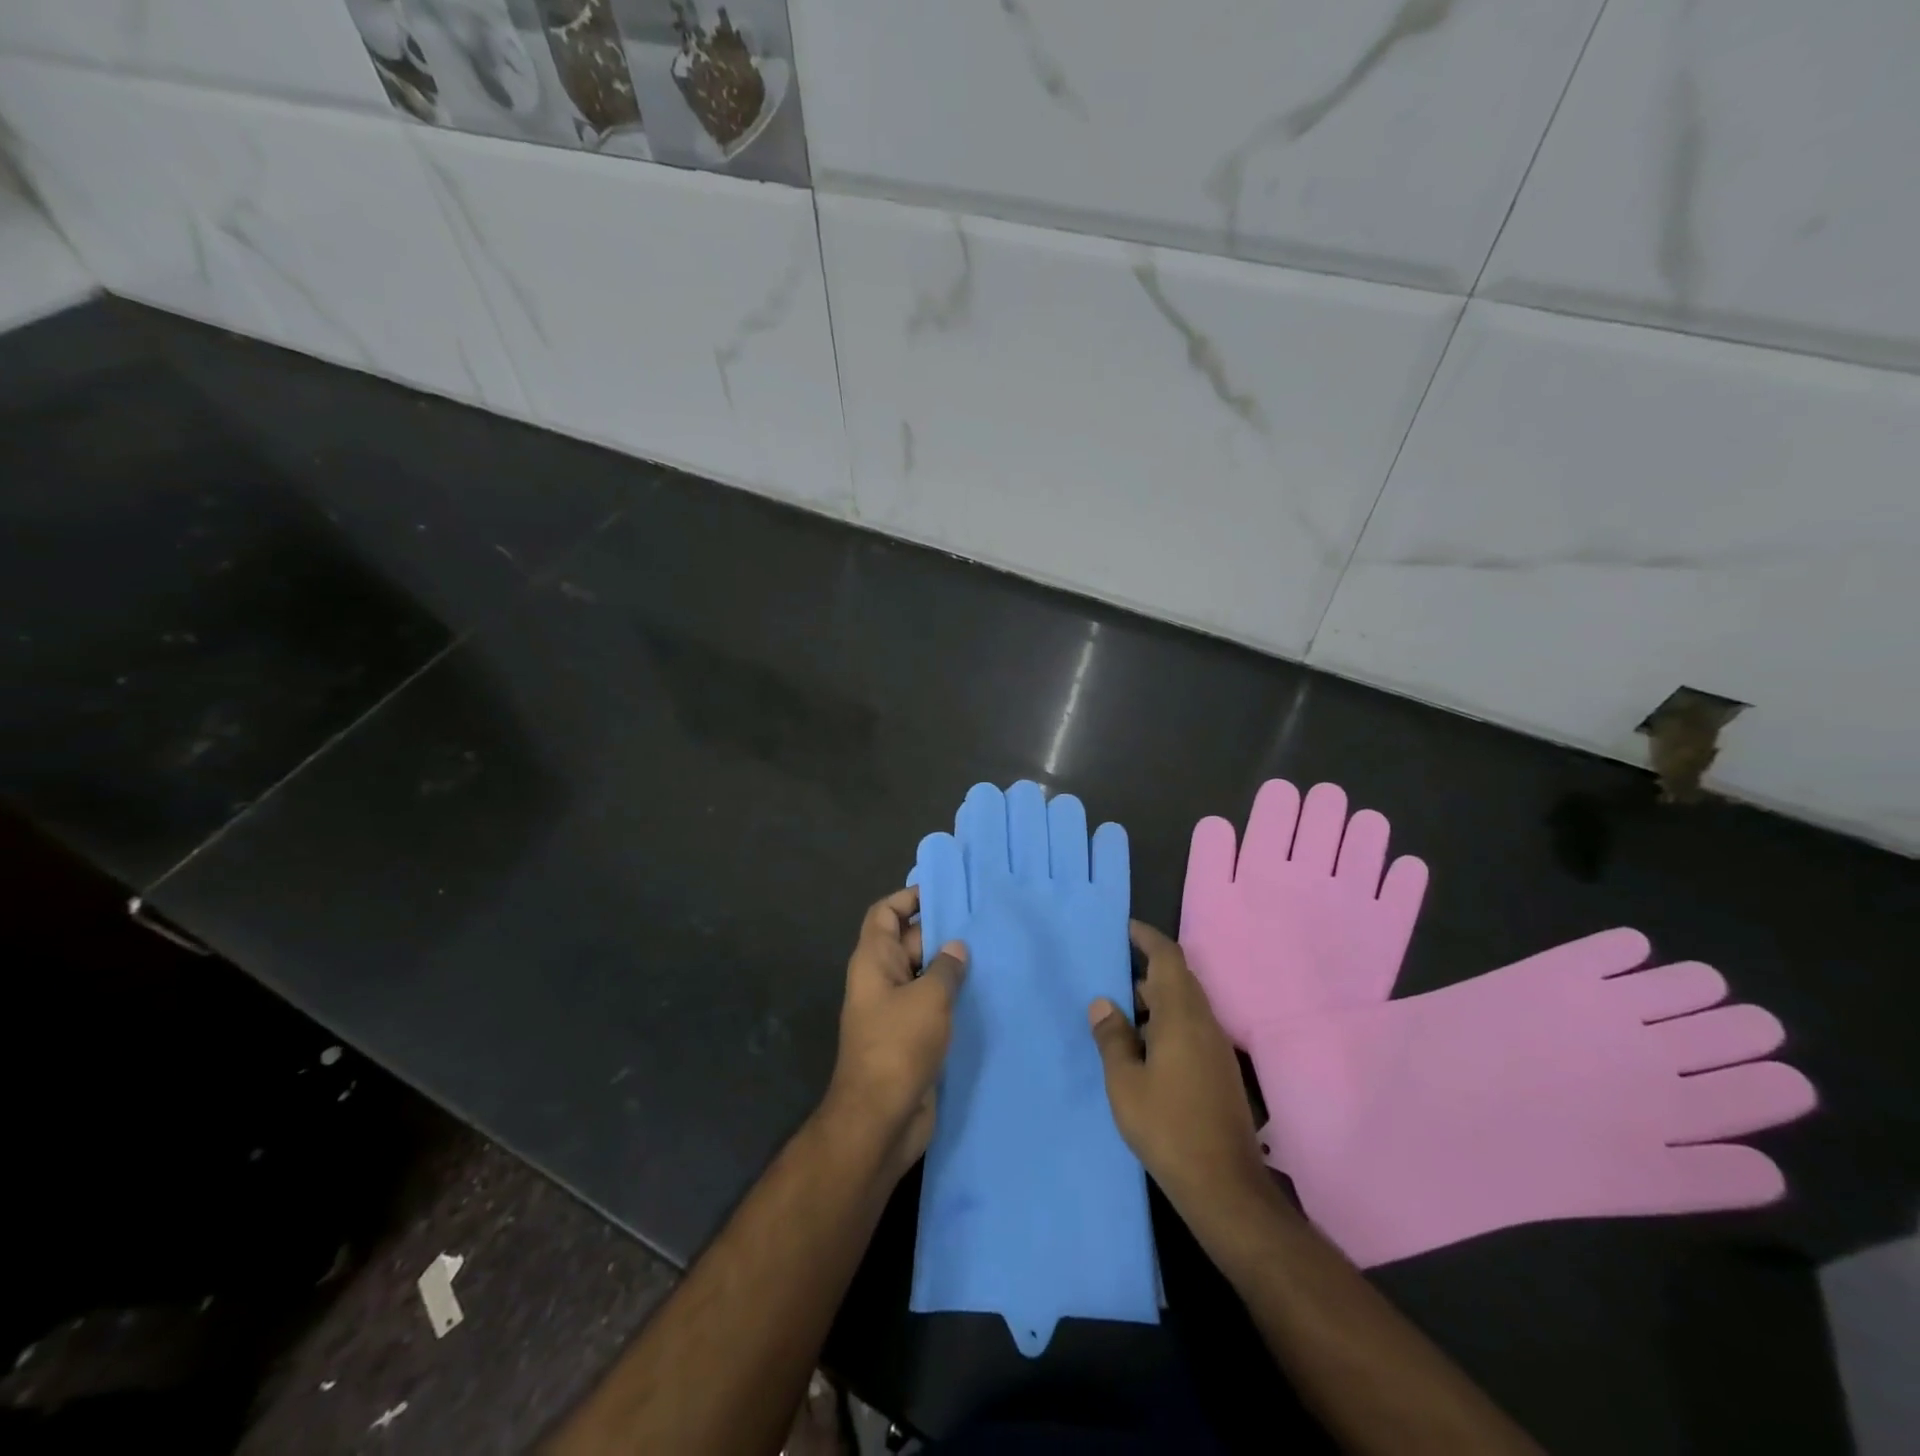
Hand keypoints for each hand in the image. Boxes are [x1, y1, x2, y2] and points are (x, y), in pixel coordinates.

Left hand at [820, 887, 967, 1183]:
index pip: (885, 913)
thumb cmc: (898, 1046)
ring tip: (992, 953)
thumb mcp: (928, 999)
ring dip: (951, 967)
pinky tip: (986, 993)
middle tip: (983, 922)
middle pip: (908, 942)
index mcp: (873, 961)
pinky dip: (953, 998)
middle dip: (941, 931)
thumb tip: (956, 948)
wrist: (880, 1119)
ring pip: (924, 975)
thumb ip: (946, 968)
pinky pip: (932, 1005)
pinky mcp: (911, 1038)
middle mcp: (881, 980)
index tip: (944, 891)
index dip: (908, 898)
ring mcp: (895, 1011)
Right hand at [1089, 920, 1272, 1221]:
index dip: (1147, 938)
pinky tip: (1140, 1048)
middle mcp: (1203, 1023)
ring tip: (1117, 1010)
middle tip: (1109, 971)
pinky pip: (1189, 1029)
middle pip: (1177, 980)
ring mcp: (1215, 1048)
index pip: (1168, 958)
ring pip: (1183, 1006)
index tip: (1124, 928)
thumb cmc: (1167, 1127)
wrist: (1224, 1185)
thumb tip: (1103, 1002)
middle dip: (1145, 969)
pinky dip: (1164, 1024)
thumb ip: (1112, 1038)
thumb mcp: (1125, 1082)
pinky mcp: (1217, 1071)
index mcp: (1181, 1016)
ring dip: (1154, 1000)